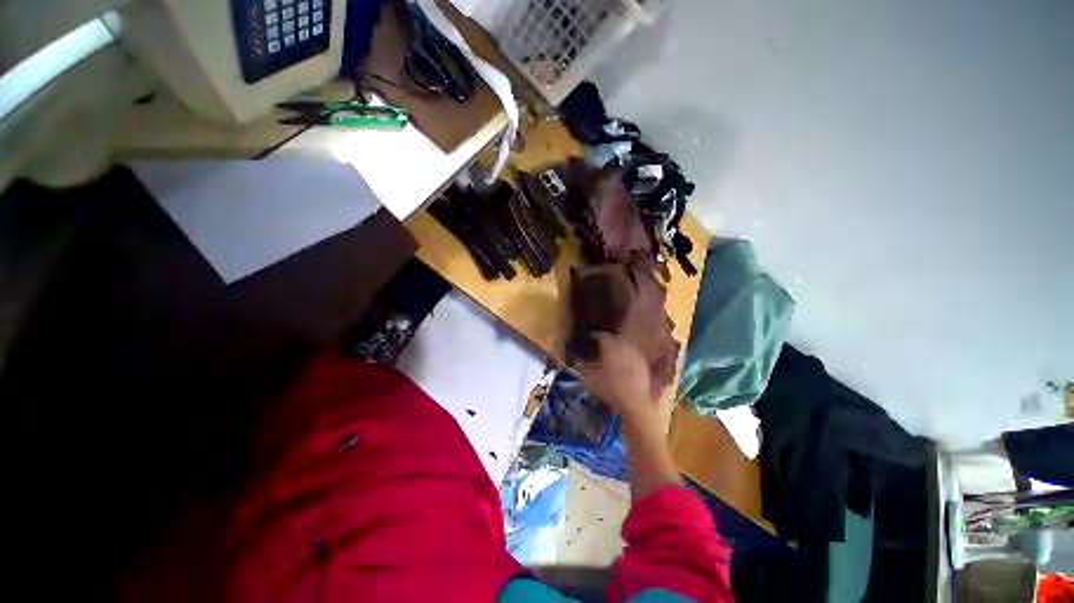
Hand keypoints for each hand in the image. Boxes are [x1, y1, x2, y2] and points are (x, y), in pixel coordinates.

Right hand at [575, 333, 655, 421]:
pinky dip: (628, 358)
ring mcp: (635, 354)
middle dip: (608, 343)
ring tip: (613, 358)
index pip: (602, 336)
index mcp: (610, 345)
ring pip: (625, 346)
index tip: (591, 343)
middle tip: (601, 350)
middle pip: (615, 338)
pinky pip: (633, 356)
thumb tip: (577, 360)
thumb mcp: (590, 379)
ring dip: (619, 350)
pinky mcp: (643, 364)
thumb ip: (582, 367)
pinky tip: (624, 367)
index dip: (595, 339)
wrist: (634, 402)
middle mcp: (624, 345)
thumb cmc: (609, 389)